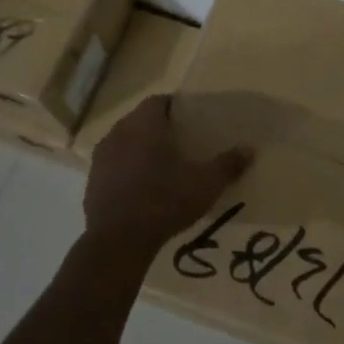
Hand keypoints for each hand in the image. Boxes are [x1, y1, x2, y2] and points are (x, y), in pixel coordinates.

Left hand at [83, 95, 250, 259]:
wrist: (119, 241)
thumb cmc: (165, 201)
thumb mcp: (205, 184)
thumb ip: (228, 164)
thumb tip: (250, 148)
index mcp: (144, 125)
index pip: (158, 101)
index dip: (175, 107)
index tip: (191, 120)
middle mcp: (118, 133)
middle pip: (140, 120)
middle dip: (159, 128)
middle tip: (181, 143)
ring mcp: (101, 158)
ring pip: (124, 142)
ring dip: (140, 149)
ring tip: (162, 166)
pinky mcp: (92, 182)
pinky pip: (113, 166)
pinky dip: (126, 170)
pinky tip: (142, 189)